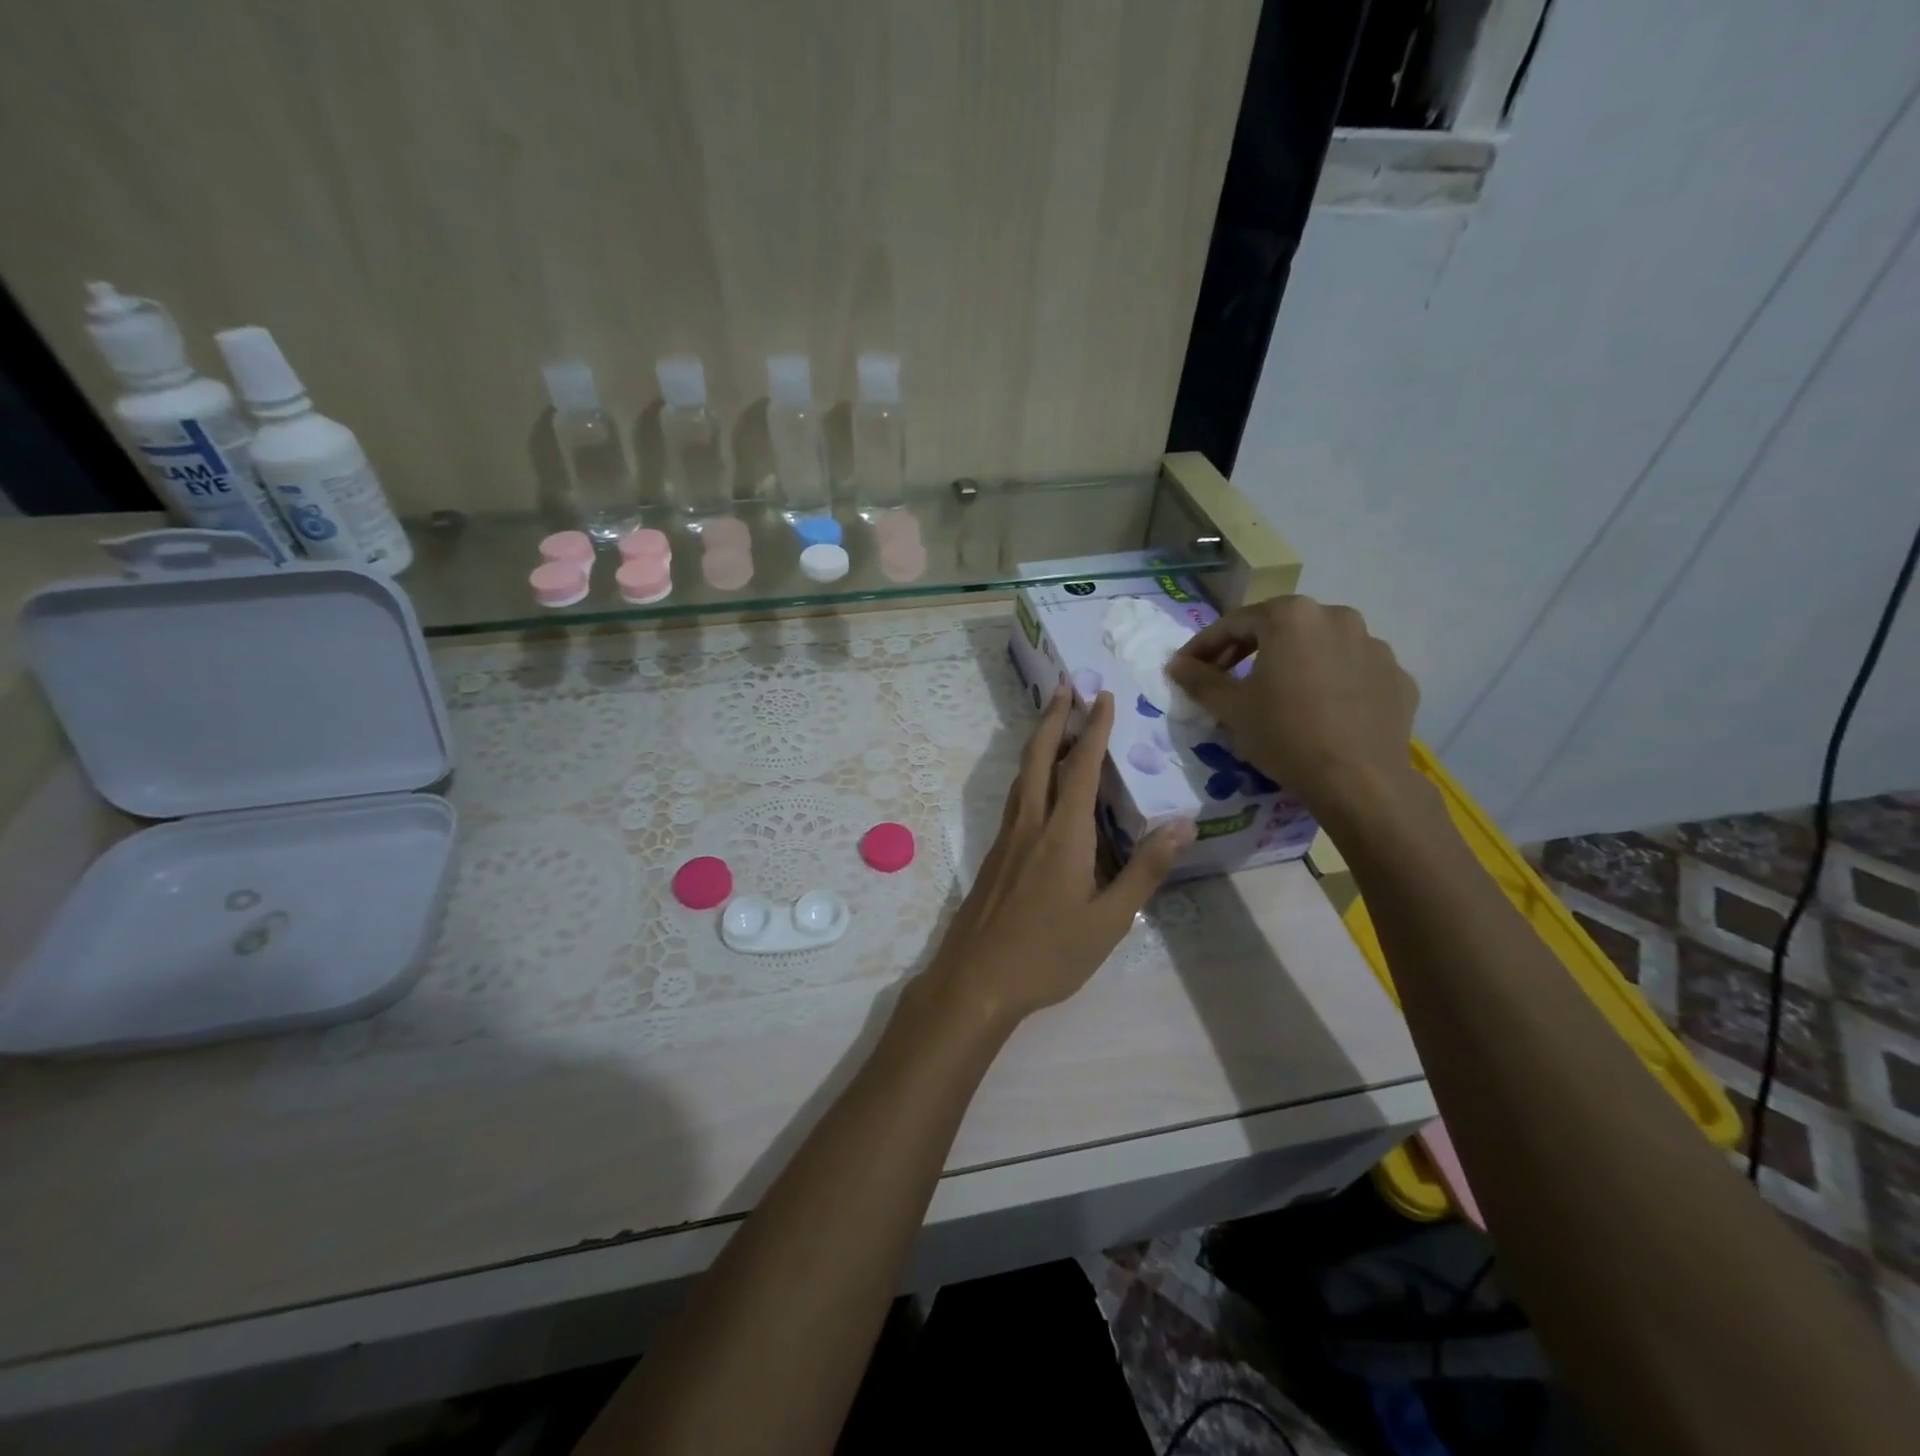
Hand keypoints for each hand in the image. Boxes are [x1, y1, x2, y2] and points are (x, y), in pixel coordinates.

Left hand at [920, 685, 1192, 1031]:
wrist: (976, 979)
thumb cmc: (1049, 954)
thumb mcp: (1109, 920)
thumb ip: (1144, 870)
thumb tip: (1181, 823)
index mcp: (1063, 835)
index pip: (1081, 768)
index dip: (1094, 730)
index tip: (1103, 696)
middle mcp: (1031, 825)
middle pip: (1039, 758)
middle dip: (1054, 719)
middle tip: (1066, 686)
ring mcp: (1007, 839)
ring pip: (1022, 776)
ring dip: (1038, 742)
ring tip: (1053, 723)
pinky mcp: (995, 855)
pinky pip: (1016, 799)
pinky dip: (1029, 774)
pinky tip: (1038, 786)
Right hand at [1166, 595, 1419, 822]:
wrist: (1359, 781)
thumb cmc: (1284, 734)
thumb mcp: (1231, 708)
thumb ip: (1200, 679)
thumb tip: (1176, 665)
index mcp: (1292, 616)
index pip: (1235, 623)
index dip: (1205, 646)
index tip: (1187, 668)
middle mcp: (1337, 616)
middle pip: (1280, 628)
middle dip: (1248, 650)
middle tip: (1225, 678)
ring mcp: (1374, 645)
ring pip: (1320, 647)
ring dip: (1293, 663)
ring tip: (1277, 694)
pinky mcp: (1397, 676)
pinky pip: (1352, 671)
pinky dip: (1331, 683)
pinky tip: (1319, 711)